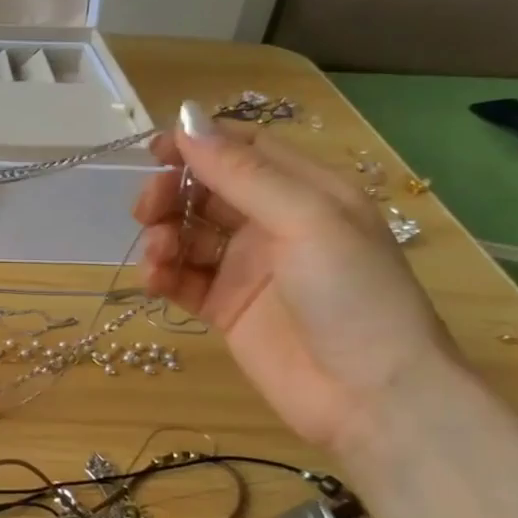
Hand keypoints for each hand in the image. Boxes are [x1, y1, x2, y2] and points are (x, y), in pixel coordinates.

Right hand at [132, 105, 459, 453]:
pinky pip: (183, 279)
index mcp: (306, 192)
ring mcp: (247, 269)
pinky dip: (163, 274)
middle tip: (146, 209)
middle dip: (172, 193)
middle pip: (207, 191)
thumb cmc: (353, 295)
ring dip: (163, 235)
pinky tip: (155, 280)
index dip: (199, 144)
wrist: (371, 397)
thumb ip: (243, 174)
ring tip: (157, 254)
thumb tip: (187, 120)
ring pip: (189, 234)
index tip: (155, 151)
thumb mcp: (306, 220)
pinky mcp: (225, 309)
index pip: (244, 151)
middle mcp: (274, 224)